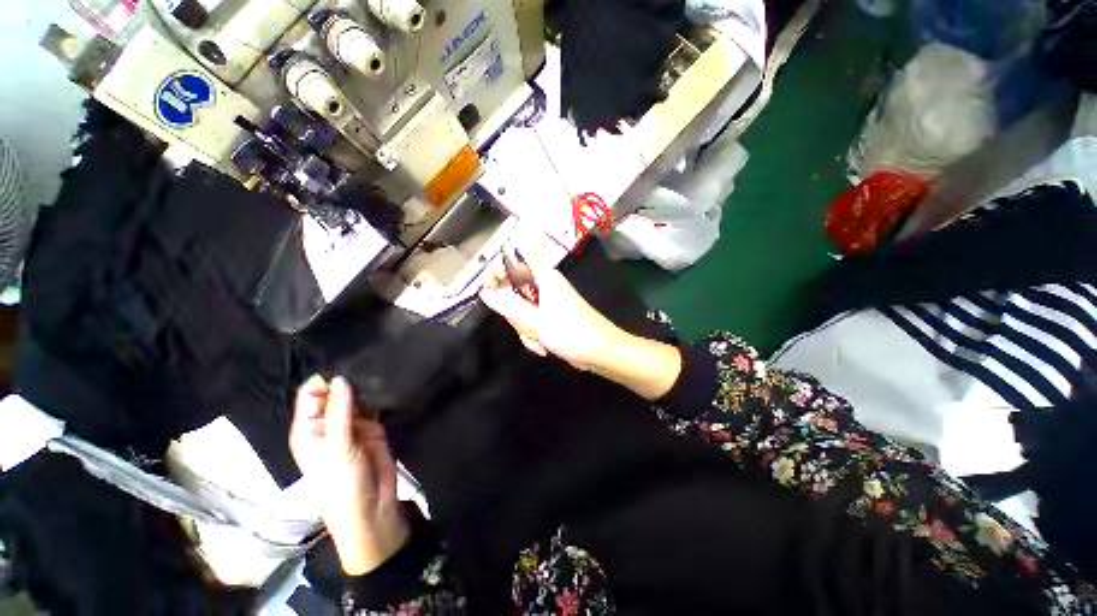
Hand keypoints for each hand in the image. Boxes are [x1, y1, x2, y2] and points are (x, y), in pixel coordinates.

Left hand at [290, 376, 408, 574]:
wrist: (373, 506)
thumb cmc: (342, 483)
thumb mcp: (337, 448)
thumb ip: (340, 412)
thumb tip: (341, 378)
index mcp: (310, 428)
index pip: (311, 394)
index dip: (325, 379)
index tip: (345, 362)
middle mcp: (329, 423)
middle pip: (335, 393)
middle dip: (348, 378)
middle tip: (367, 358)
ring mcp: (353, 424)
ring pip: (356, 397)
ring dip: (365, 386)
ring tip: (380, 365)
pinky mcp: (373, 426)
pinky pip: (374, 405)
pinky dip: (379, 395)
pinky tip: (388, 381)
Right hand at [480, 263, 682, 399]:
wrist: (601, 352)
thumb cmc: (572, 334)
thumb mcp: (536, 322)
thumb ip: (509, 306)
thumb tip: (485, 291)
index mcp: (544, 278)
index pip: (513, 265)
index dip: (497, 276)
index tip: (488, 293)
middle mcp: (546, 286)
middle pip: (514, 294)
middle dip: (517, 317)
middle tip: (529, 328)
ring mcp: (549, 303)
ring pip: (522, 312)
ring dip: (527, 330)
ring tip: (540, 342)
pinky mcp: (552, 316)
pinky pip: (533, 322)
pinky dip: (535, 335)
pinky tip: (544, 347)